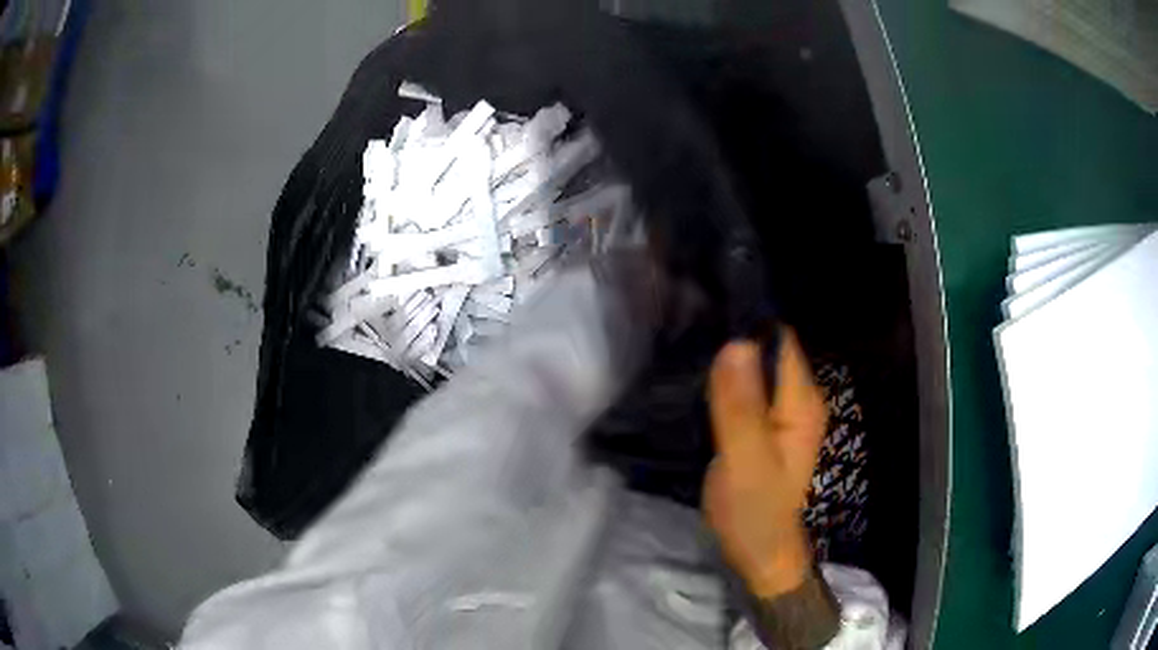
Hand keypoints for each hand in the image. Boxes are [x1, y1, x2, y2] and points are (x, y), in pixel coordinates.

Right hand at [703, 330, 826, 596]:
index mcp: (801, 402)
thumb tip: (736, 343)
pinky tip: (700, 384)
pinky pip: (747, 391)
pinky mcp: (766, 426)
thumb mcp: (746, 462)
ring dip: (726, 363)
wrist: (761, 553)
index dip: (745, 325)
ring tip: (686, 354)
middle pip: (768, 351)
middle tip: (686, 338)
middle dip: (731, 341)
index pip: (779, 341)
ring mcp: (783, 413)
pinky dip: (726, 384)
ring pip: (755, 370)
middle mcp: (798, 399)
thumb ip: (741, 407)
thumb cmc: (755, 512)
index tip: (703, 317)